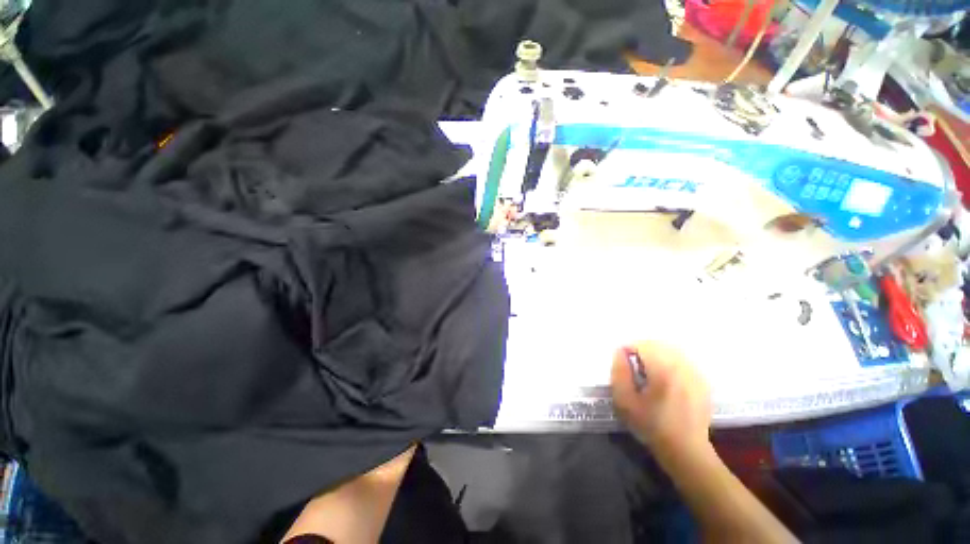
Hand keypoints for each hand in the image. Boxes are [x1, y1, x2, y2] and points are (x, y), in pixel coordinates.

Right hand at [611, 342, 711, 463]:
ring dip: (656, 355)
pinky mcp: (702, 381)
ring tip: (649, 373)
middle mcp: (683, 367)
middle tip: (635, 368)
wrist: (686, 451)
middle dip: (643, 350)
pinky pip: (683, 360)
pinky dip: (670, 362)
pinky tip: (665, 379)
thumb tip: (619, 352)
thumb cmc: (651, 426)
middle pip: (658, 344)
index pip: (643, 344)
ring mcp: (696, 374)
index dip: (629, 349)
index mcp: (663, 370)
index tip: (623, 363)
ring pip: (672, 350)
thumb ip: (619, 372)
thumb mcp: (625, 401)